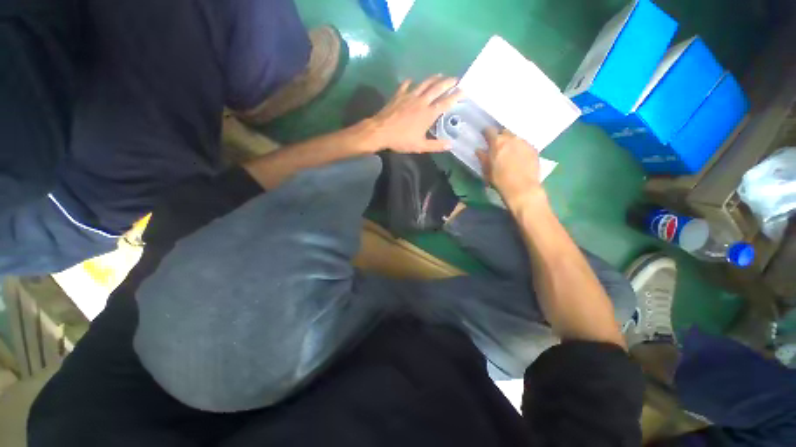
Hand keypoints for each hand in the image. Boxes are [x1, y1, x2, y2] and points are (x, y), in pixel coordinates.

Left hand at [369, 75, 463, 152]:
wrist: (380, 131)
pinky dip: (410, 82)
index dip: (456, 96)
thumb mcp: (420, 146)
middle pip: (437, 88)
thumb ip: (436, 145)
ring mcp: (409, 96)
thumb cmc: (401, 140)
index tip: (464, 90)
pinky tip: (411, 80)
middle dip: (448, 82)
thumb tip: (450, 145)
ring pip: (424, 83)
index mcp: (428, 114)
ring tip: (440, 75)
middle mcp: (421, 101)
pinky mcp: (399, 95)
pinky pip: (406, 85)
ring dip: (433, 78)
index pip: (445, 103)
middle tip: (455, 79)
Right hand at [476, 128, 542, 204]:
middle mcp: (512, 138)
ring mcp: (524, 142)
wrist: (522, 188)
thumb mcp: (487, 170)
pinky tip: (519, 157)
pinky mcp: (534, 149)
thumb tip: (479, 150)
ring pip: (515, 137)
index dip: (486, 133)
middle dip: (500, 136)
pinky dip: (520, 148)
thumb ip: (483, 158)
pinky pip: (524, 144)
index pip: (490, 130)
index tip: (484, 137)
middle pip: (504, 131)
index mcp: (497, 142)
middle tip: (497, 145)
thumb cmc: (500, 180)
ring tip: (509, 152)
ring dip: (511, 142)